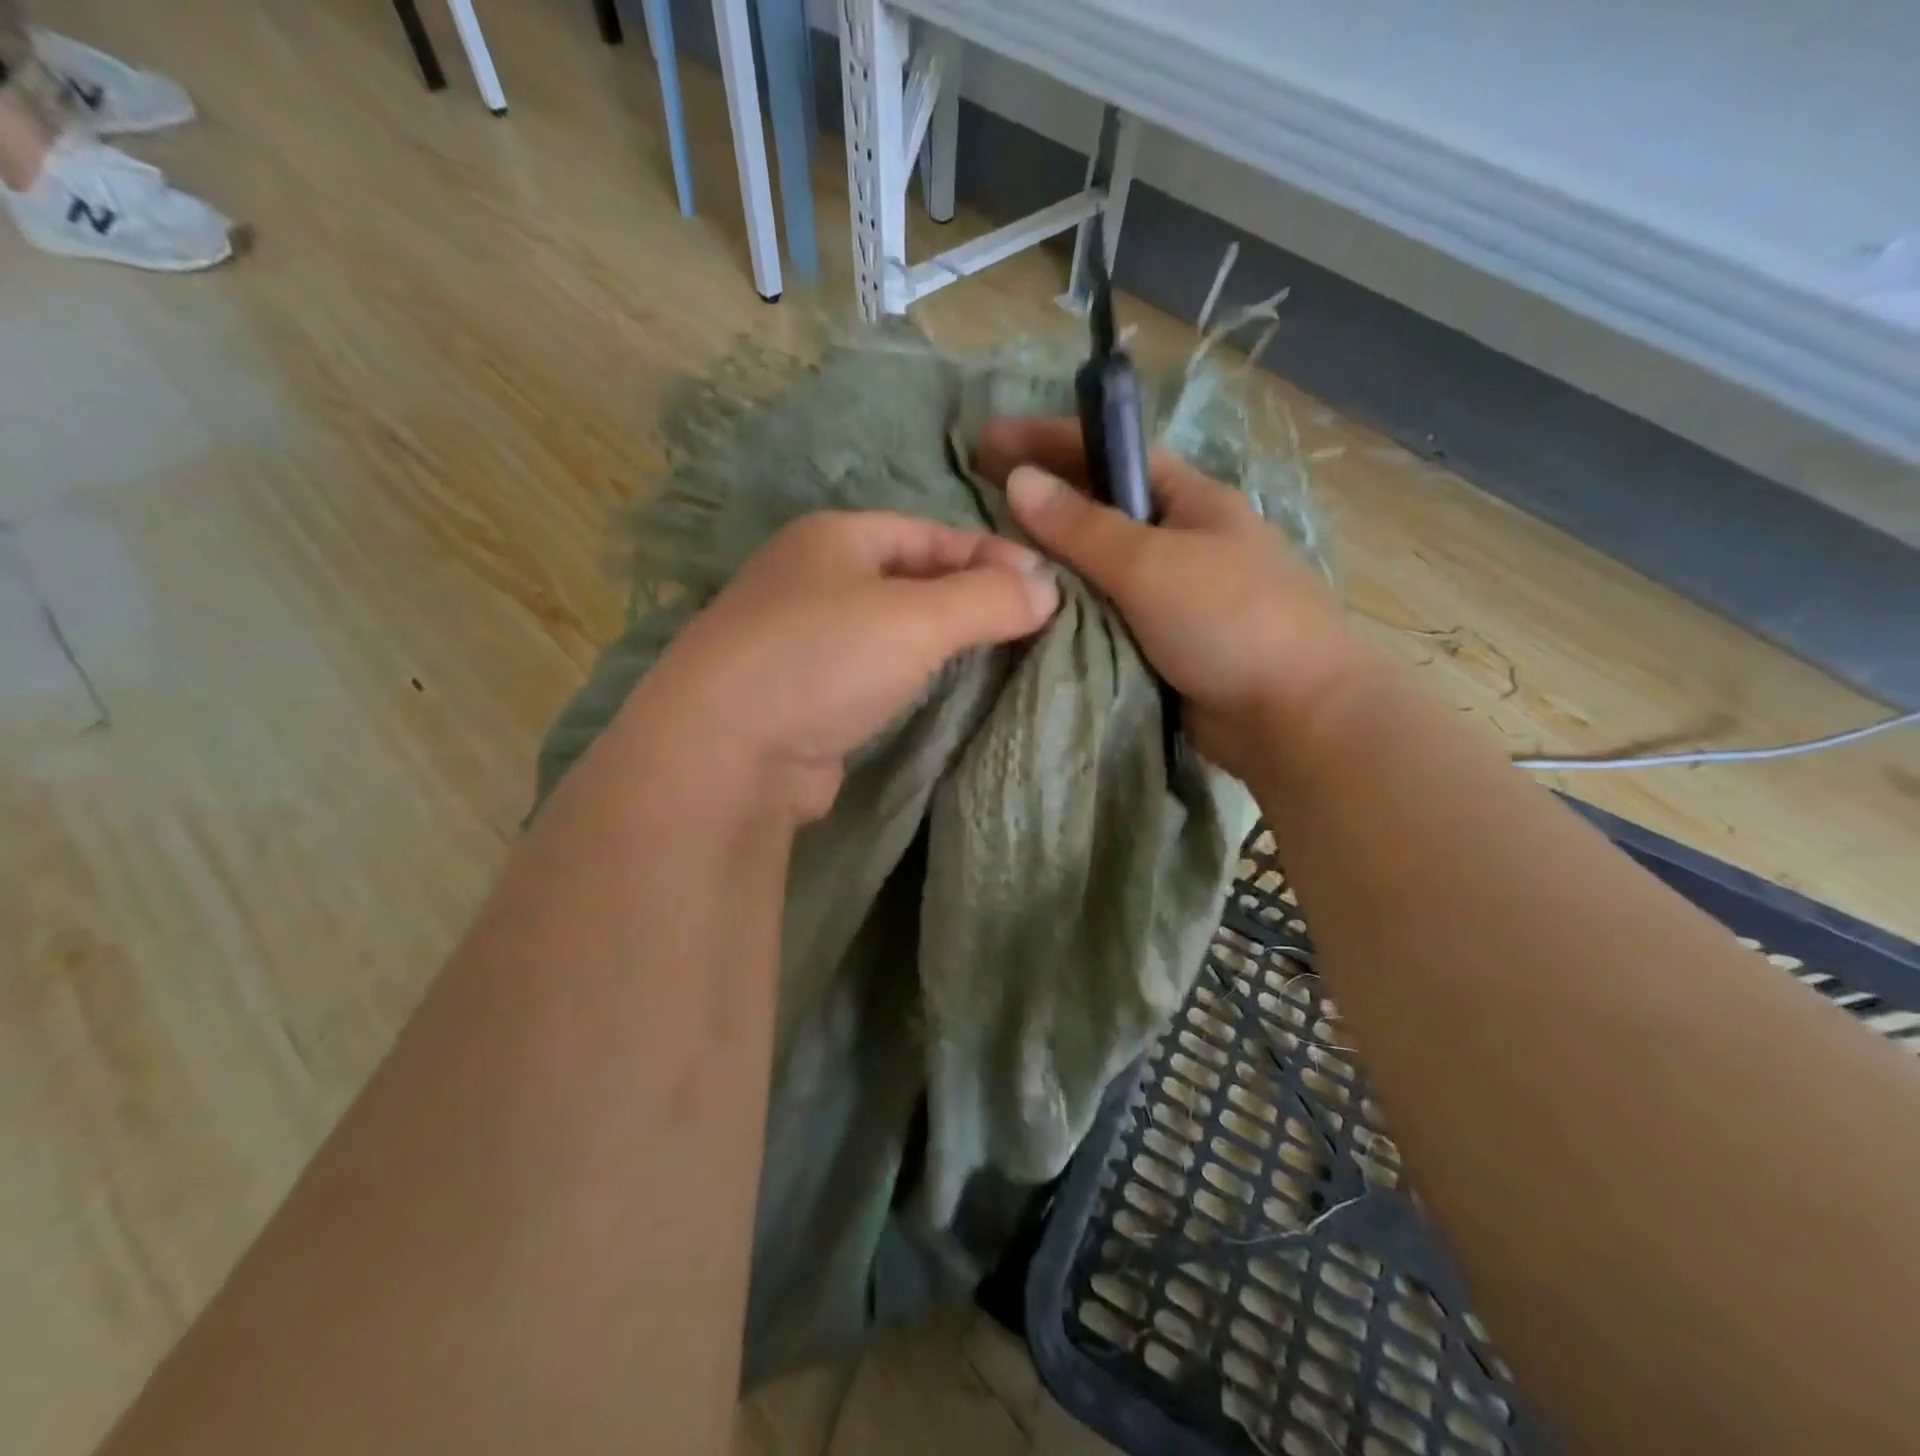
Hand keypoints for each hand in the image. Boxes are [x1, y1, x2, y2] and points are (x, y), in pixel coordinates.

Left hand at [627, 510, 1058, 822]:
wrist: (726, 753)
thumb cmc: (824, 659)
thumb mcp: (916, 618)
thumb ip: (987, 599)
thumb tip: (1049, 590)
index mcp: (833, 538)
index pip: (931, 533)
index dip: (992, 555)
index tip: (1046, 587)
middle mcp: (812, 579)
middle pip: (911, 577)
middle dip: (969, 597)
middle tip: (1027, 625)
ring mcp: (801, 639)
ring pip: (890, 627)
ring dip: (941, 639)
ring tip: (996, 655)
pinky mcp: (802, 694)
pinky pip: (872, 670)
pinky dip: (910, 675)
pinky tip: (938, 690)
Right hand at [977, 417, 1362, 782]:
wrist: (1292, 716)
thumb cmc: (1228, 620)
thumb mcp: (1151, 563)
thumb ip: (1082, 526)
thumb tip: (1018, 480)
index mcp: (1191, 501)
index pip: (1113, 453)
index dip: (1052, 439)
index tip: (991, 439)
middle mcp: (1181, 540)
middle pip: (1101, 510)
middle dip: (1044, 501)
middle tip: (977, 501)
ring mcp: (1174, 595)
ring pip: (1099, 568)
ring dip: (1052, 563)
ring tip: (991, 559)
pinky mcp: (1164, 643)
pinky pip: (1105, 615)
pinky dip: (1070, 610)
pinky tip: (1030, 612)